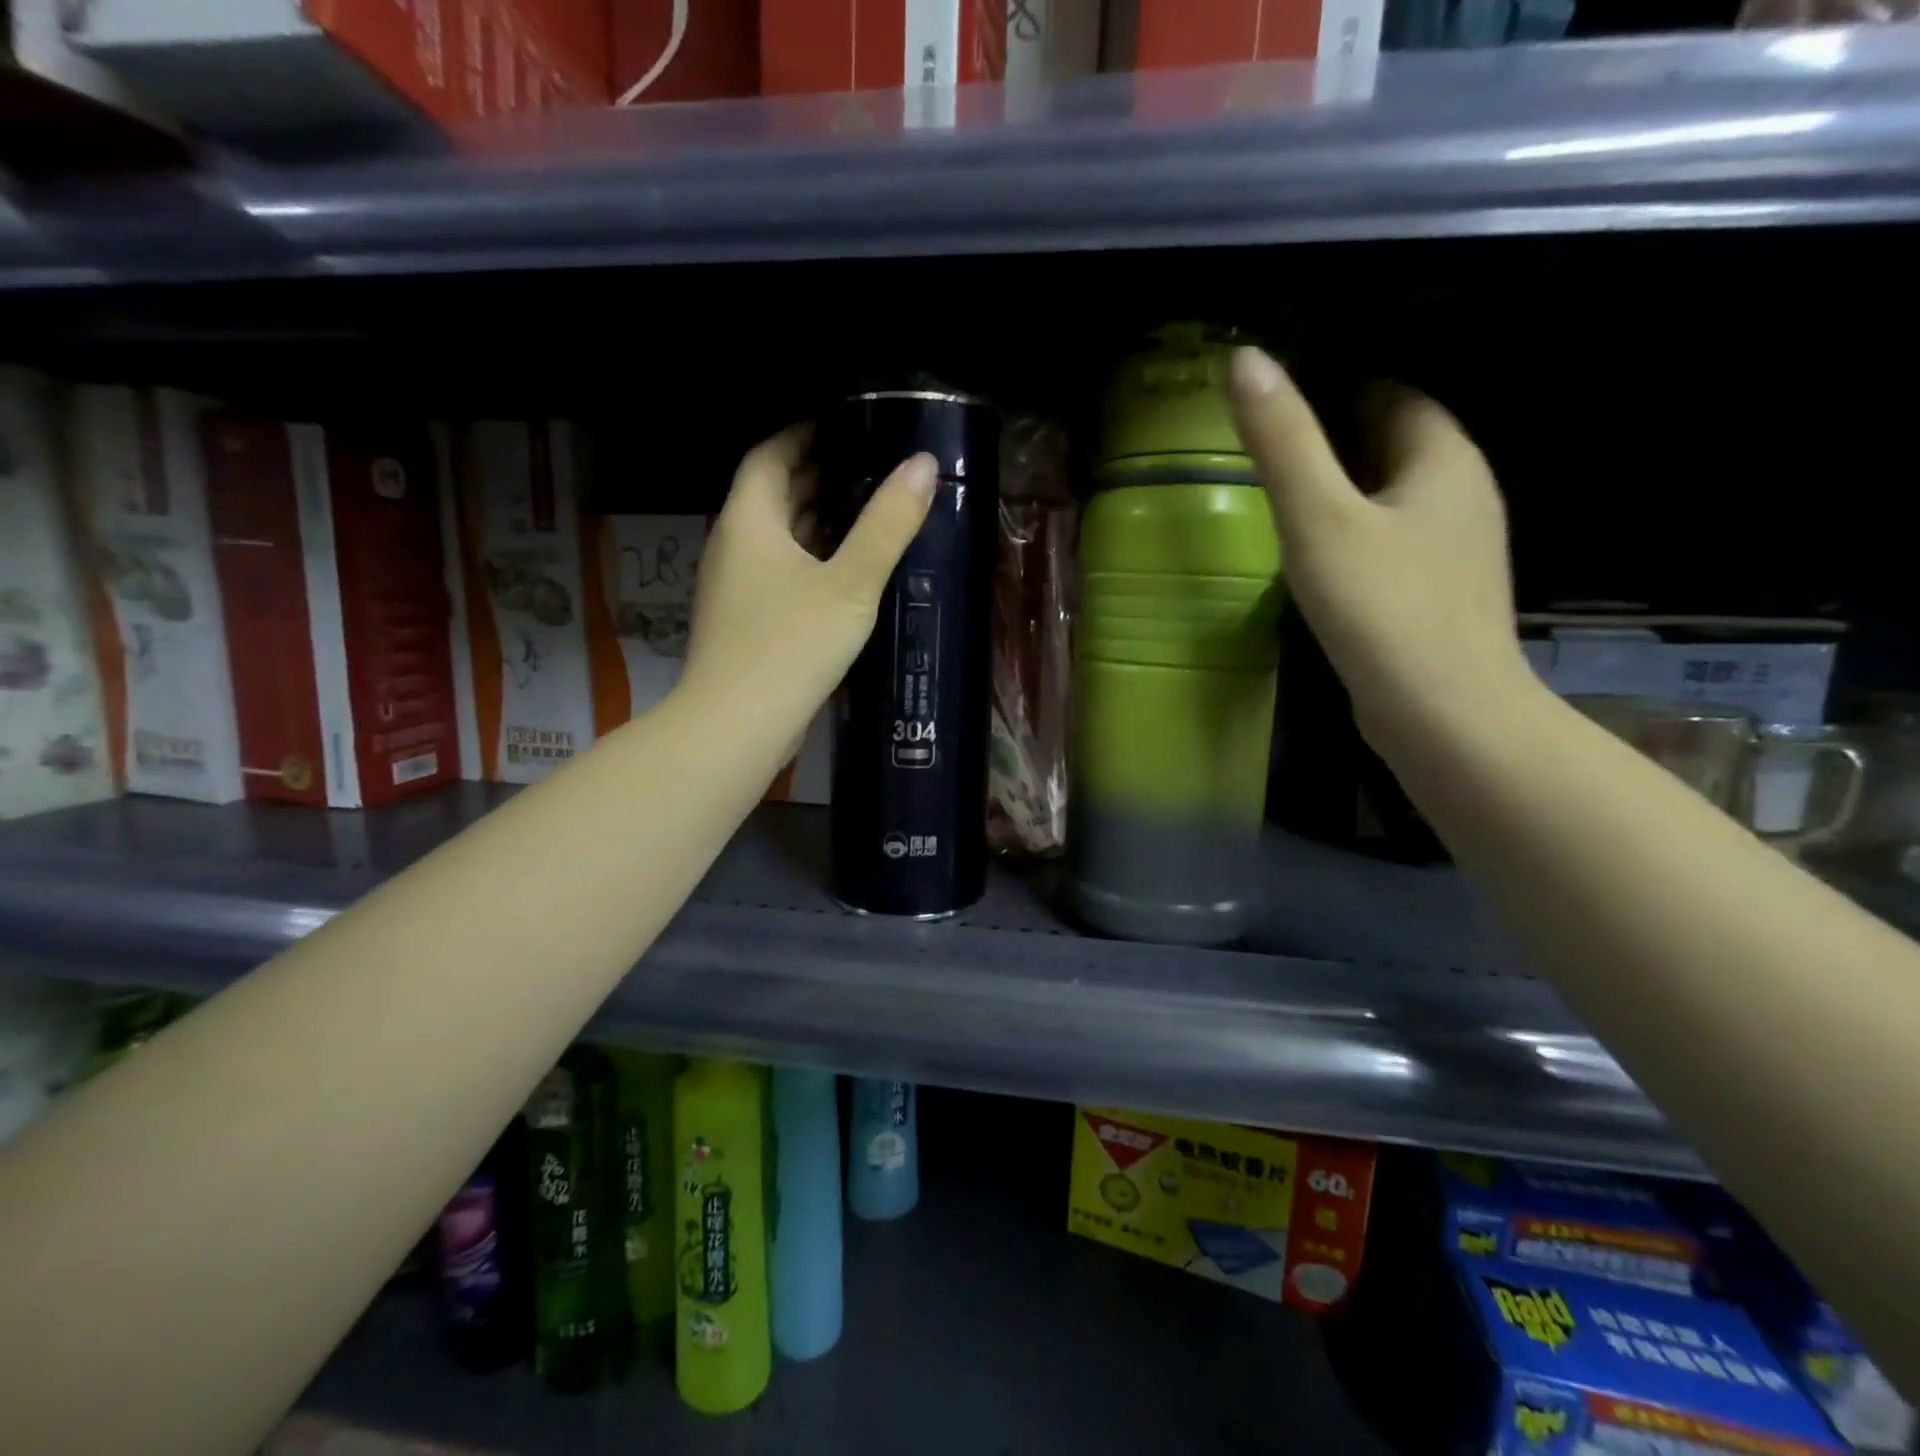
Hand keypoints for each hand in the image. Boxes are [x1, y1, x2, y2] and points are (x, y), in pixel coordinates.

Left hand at [680, 425, 935, 747]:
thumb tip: (923, 465)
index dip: (802, 434)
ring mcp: (735, 587)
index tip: (844, 426)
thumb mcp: (851, 583)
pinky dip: (808, 559)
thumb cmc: (792, 644)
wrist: (737, 724)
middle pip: (771, 494)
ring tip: (864, 510)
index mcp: (750, 521)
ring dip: (813, 520)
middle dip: (815, 475)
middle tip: (867, 466)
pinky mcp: (745, 621)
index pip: (770, 456)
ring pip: (776, 537)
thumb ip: (887, 524)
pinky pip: (778, 572)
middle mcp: (734, 545)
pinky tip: (844, 572)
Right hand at [1227, 346, 1534, 753]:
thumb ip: (1283, 441)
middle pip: (1394, 444)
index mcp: (1443, 458)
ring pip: (1393, 498)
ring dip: (1344, 493)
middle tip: (1266, 453)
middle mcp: (1462, 493)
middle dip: (1335, 440)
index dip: (1335, 388)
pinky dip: (1355, 537)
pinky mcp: (1438, 594)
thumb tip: (1245, 359)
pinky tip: (1317, 562)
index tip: (1277, 404)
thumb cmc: (1381, 607)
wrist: (1442, 713)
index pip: (1391, 394)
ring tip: (1281, 504)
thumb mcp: (1318, 519)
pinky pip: (1393, 543)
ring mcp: (1455, 549)